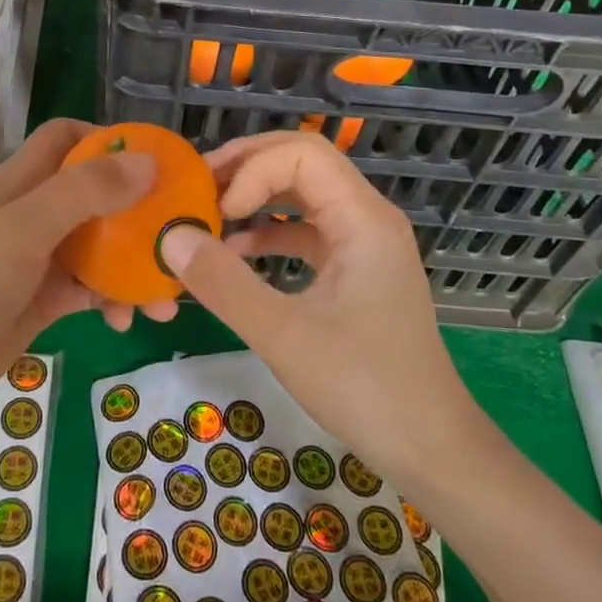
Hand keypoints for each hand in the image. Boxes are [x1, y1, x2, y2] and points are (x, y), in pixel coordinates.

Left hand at [0, 119, 174, 425]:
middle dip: (140, 208)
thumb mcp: (26, 229)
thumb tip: (149, 162)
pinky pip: (95, 288)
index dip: (108, 139)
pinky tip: (128, 321)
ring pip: (104, 244)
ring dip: (136, 263)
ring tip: (166, 294)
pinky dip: (116, 299)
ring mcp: (44, 255)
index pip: (67, 137)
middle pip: (98, 192)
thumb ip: (85, 192)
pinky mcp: (50, 296)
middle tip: (180, 227)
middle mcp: (38, 211)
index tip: (153, 160)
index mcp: (25, 181)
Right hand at [159, 132, 480, 486]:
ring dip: (256, 198)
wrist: (431, 447)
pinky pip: (307, 232)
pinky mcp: (356, 270)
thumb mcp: (284, 335)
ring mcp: (364, 243)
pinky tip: (235, 255)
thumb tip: (170, 236)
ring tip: (208, 216)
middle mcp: (367, 217)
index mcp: (362, 218)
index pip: (300, 154)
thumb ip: (224, 283)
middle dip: (246, 170)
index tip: (217, 211)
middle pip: (301, 163)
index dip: (251, 170)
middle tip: (198, 188)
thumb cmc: (365, 387)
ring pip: (303, 196)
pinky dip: (269, 235)